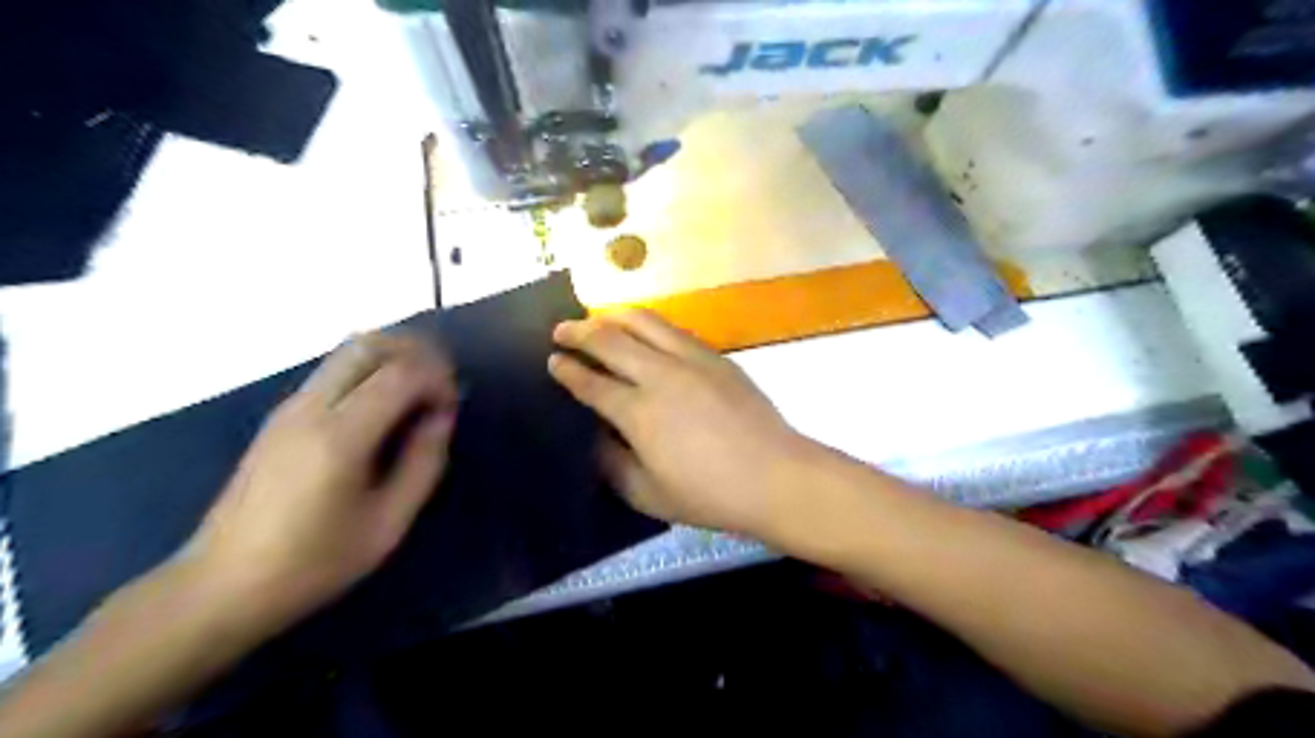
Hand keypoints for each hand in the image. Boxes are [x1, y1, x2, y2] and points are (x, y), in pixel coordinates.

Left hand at [190, 331, 457, 632]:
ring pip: (349, 349)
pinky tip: (387, 406)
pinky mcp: (282, 415)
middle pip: (370, 344)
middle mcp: (311, 408)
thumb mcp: (388, 524)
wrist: (221, 585)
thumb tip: (441, 417)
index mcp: (339, 438)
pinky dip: (372, 369)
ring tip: (420, 391)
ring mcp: (290, 407)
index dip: (437, 378)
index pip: (400, 373)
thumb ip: (424, 463)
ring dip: (394, 357)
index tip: (451, 407)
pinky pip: (335, 369)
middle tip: (441, 385)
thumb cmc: (314, 563)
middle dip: (417, 352)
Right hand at [546, 309, 813, 537]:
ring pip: (643, 322)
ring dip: (612, 316)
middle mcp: (660, 376)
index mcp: (639, 413)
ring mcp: (690, 359)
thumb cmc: (709, 494)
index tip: (552, 360)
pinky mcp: (715, 356)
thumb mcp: (648, 494)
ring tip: (596, 318)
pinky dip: (648, 324)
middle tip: (560, 330)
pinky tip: (642, 331)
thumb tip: (593, 436)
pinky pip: (672, 329)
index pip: (592, 383)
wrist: (775, 476)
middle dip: (579, 332)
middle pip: (610, 341)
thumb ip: (611, 464)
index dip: (567, 370)